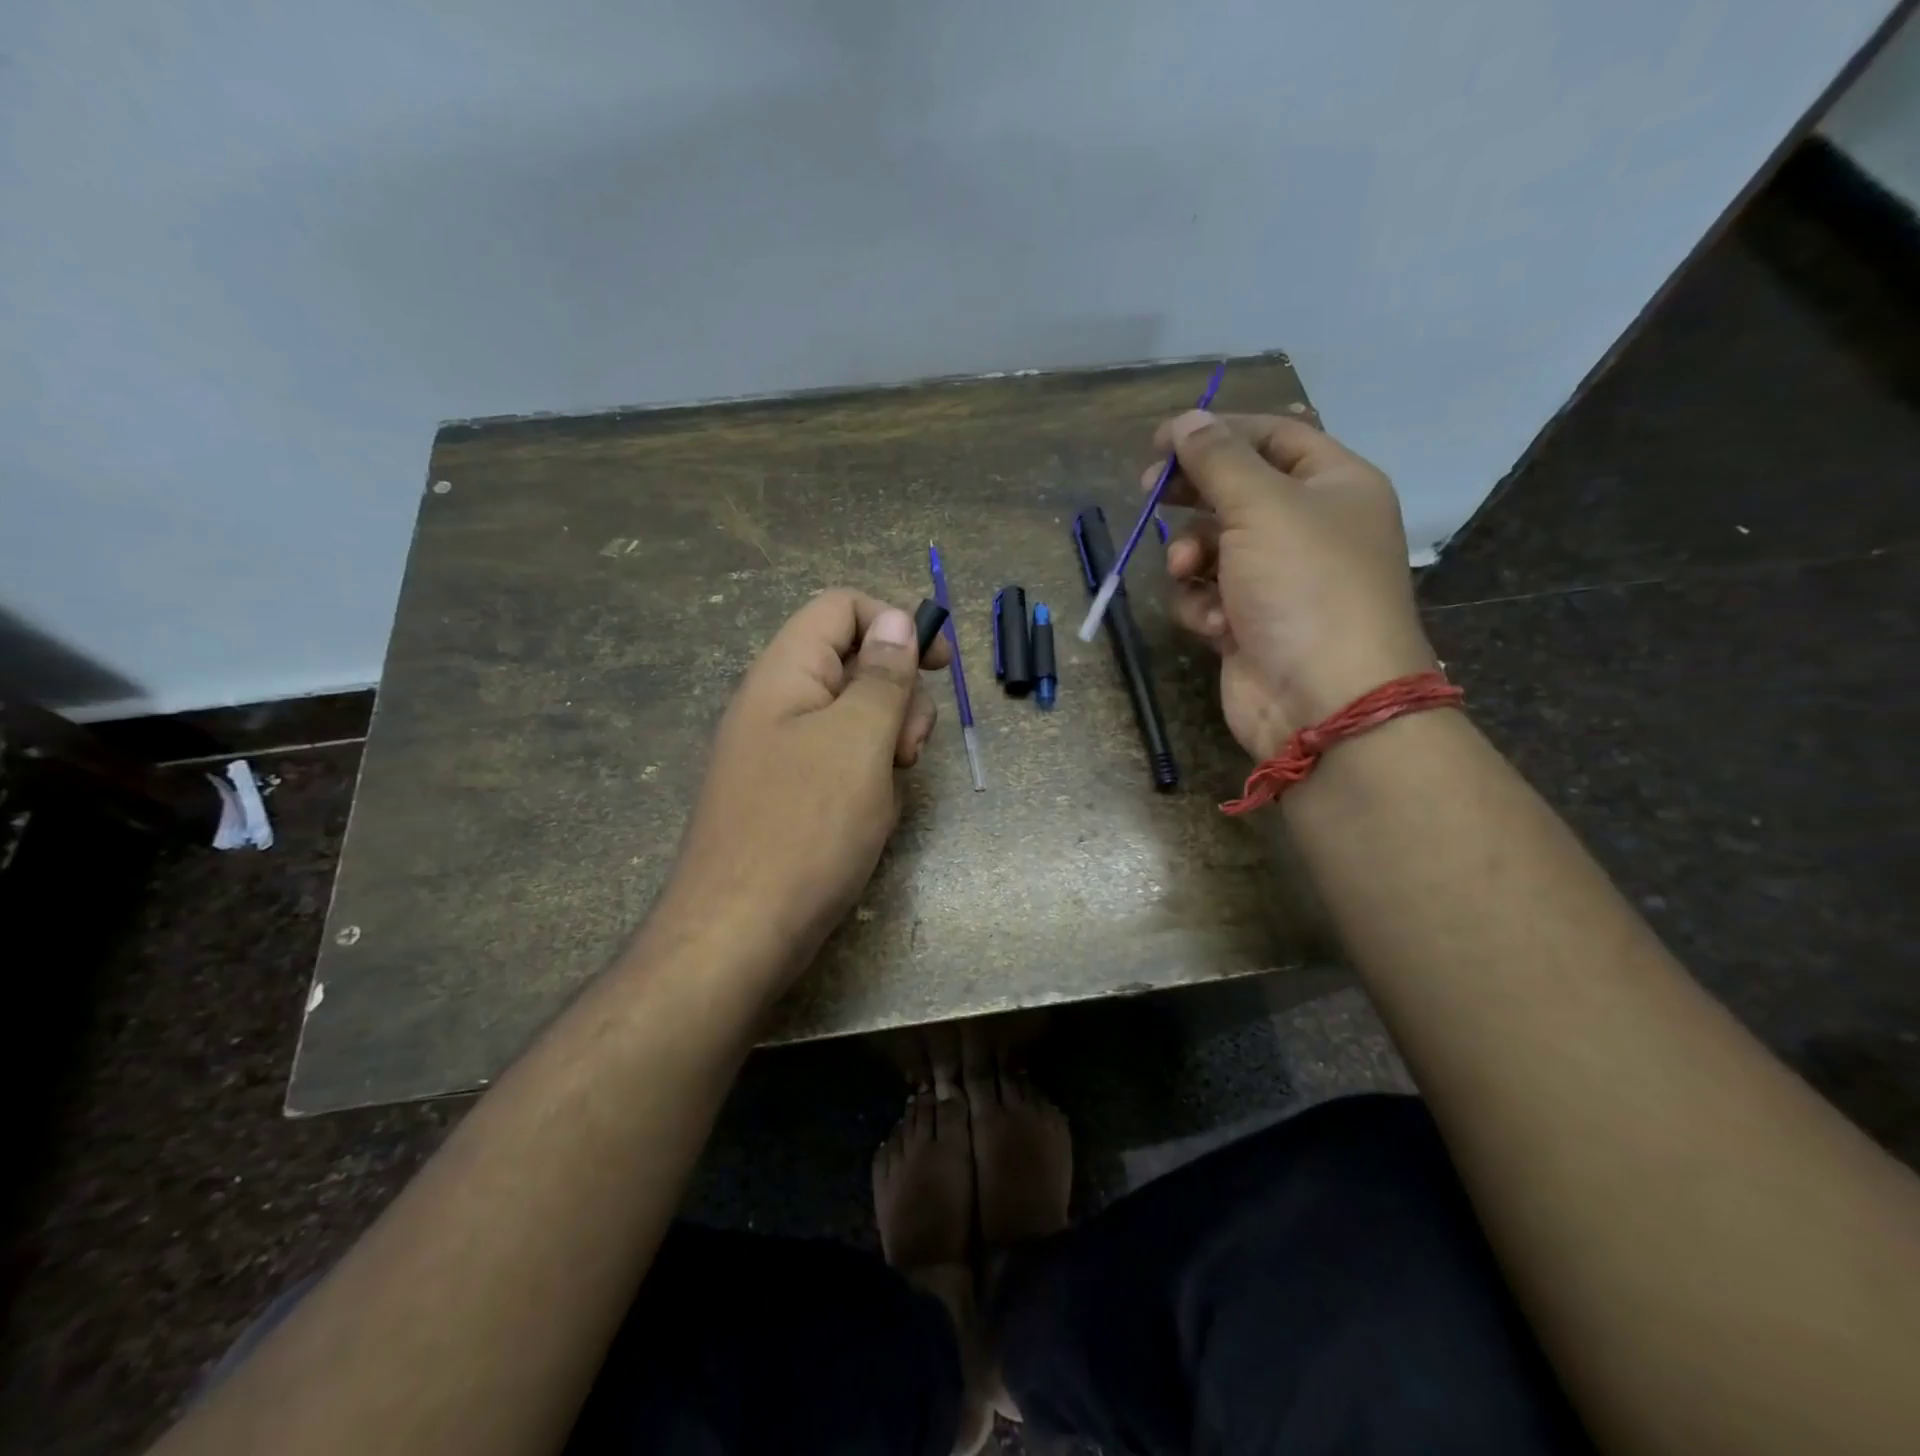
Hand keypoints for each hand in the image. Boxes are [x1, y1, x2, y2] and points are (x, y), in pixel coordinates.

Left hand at [653, 589, 946, 993]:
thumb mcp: (858, 741)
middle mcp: (778, 703)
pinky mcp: (789, 794)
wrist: (738, 935)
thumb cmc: (805, 828)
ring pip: (854, 718)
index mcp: (786, 673)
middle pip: (854, 663)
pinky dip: (868, 779)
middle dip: (897, 697)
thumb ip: (883, 676)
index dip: (895, 623)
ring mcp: (781, 752)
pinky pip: (841, 763)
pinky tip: (870, 817)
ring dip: (887, 743)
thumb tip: (898, 619)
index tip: (939, 665)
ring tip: (888, 789)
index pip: (841, 608)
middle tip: (907, 749)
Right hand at [1152, 410, 1434, 760]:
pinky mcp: (1248, 624)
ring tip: (1189, 572)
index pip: (1273, 436)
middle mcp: (1309, 528)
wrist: (1323, 699)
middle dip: (1191, 495)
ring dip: (1190, 557)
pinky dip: (1201, 605)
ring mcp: (1277, 581)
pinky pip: (1208, 596)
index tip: (1161, 440)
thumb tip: (1185, 421)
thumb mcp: (1261, 506)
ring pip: (1212, 548)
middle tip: (1148, 493)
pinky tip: (1212, 623)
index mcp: (1334, 485)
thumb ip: (1217, 459)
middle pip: (1237, 491)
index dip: (1218, 431)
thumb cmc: (1304, 586)